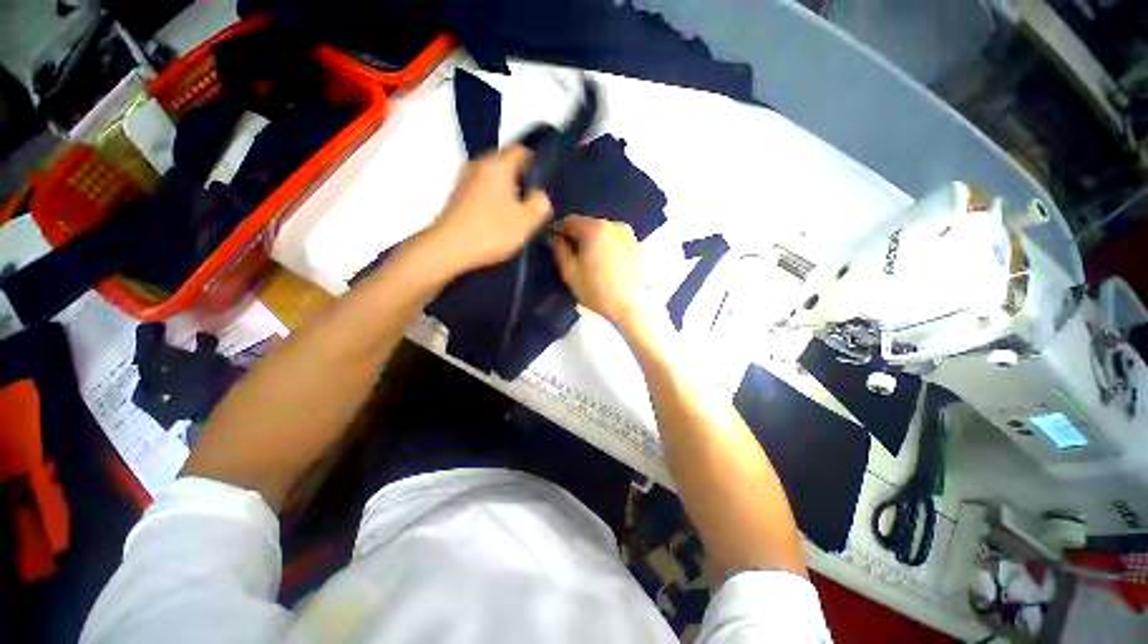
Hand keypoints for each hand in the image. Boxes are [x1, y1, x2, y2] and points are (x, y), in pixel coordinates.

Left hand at [428, 144, 551, 273]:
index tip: (544, 185)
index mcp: (498, 164)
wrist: (449, 248)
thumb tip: (540, 196)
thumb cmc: (491, 231)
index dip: (536, 163)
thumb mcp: (527, 221)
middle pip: (506, 163)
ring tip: (519, 213)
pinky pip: (483, 191)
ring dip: (508, 192)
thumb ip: (541, 204)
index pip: (521, 149)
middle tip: (534, 202)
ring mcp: (465, 180)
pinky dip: (494, 200)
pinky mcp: (458, 197)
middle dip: (522, 180)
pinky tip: (500, 220)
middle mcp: (479, 164)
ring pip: (494, 178)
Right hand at [550, 215, 647, 326]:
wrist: (630, 308)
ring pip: (603, 232)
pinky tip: (604, 265)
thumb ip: (558, 249)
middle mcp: (614, 224)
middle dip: (577, 236)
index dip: (558, 230)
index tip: (552, 242)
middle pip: (588, 225)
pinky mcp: (637, 246)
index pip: (569, 220)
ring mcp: (628, 234)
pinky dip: (607, 247)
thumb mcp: (569, 271)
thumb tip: (553, 236)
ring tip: (588, 261)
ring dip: (592, 241)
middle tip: (569, 254)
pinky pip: (615, 241)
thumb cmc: (596, 290)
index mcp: (595, 228)